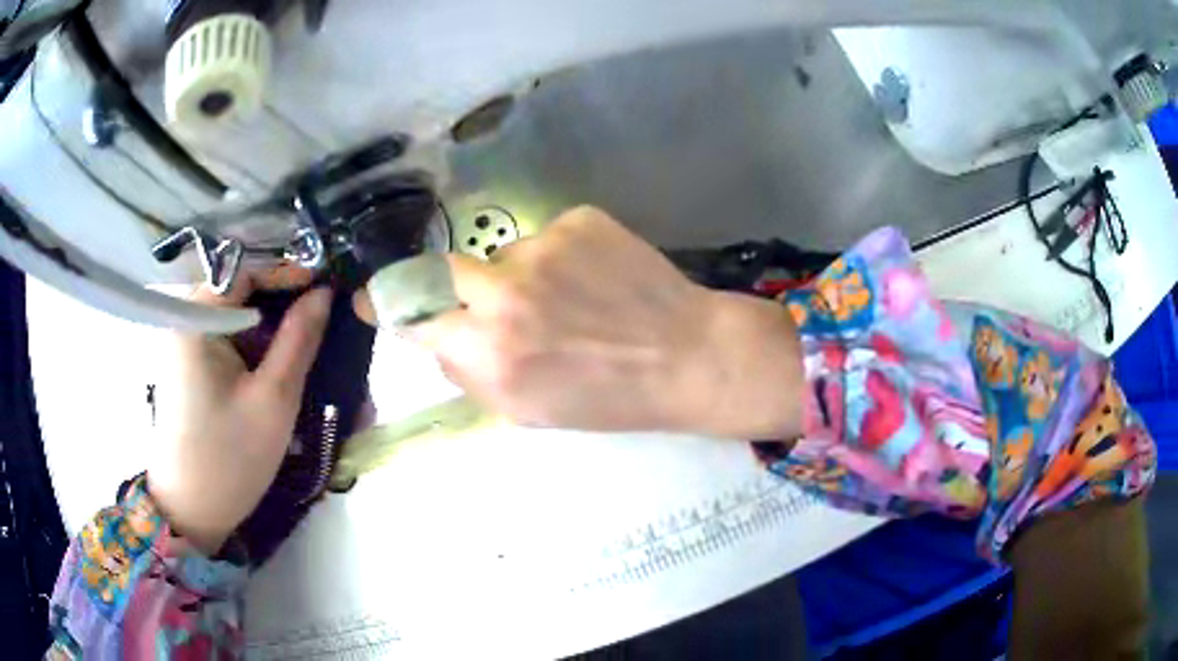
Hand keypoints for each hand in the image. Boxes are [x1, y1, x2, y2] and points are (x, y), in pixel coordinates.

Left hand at [148, 274, 330, 553]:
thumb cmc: (230, 457)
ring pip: (238, 318)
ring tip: (311, 348)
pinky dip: (258, 350)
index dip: (287, 270)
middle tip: (325, 320)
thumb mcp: (274, 399)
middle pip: (241, 292)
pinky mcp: (191, 368)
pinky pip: (229, 342)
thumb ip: (299, 339)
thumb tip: (323, 292)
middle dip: (284, 303)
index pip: (245, 269)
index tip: (326, 284)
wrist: (191, 512)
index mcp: (195, 319)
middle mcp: (185, 321)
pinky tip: (282, 371)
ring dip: (274, 330)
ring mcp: (186, 345)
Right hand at [357, 206, 803, 437]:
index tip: (371, 298)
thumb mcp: (527, 409)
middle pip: (443, 269)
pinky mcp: (579, 219)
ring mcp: (544, 246)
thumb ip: (470, 371)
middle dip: (454, 287)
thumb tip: (438, 336)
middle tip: (488, 303)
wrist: (688, 356)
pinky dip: (561, 259)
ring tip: (572, 301)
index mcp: (490, 349)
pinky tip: (596, 280)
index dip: (388, 305)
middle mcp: (506, 291)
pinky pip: (547, 238)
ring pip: (503, 257)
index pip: (413, 313)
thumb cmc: (608, 397)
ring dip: (521, 278)